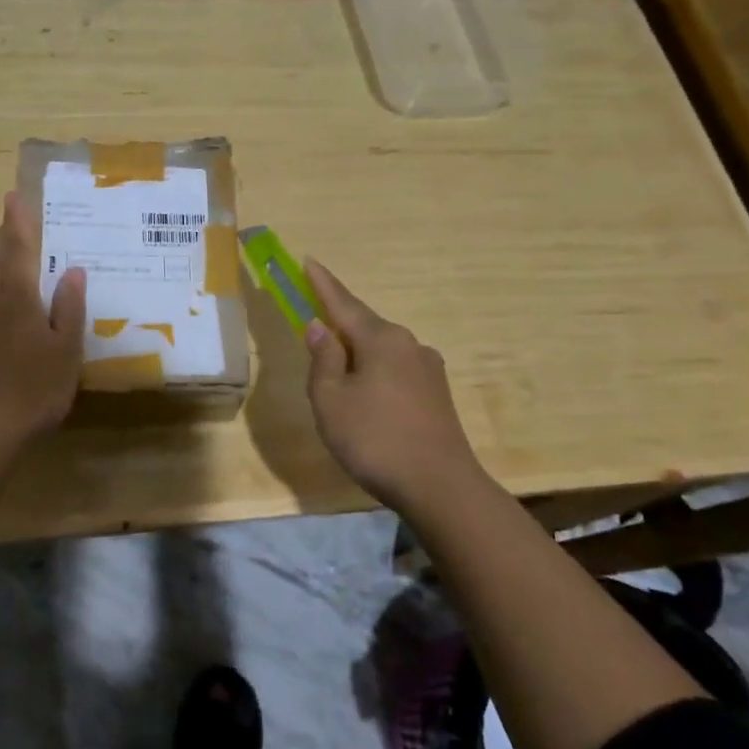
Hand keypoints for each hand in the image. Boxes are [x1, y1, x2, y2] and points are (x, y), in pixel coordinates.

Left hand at [0, 192, 86, 446]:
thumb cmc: (32, 387)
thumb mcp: (65, 349)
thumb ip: (69, 308)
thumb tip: (74, 271)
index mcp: (16, 296)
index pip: (16, 247)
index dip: (17, 221)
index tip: (14, 195)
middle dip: (6, 236)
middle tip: (16, 217)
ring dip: (0, 261)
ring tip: (16, 253)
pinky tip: (9, 302)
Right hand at [303, 259, 491, 509]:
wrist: (441, 487)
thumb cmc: (375, 440)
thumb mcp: (331, 400)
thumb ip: (323, 360)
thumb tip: (320, 328)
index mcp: (381, 339)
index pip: (342, 303)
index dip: (322, 284)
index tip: (308, 261)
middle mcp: (408, 344)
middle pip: (364, 326)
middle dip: (339, 325)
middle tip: (314, 330)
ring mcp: (428, 369)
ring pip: (381, 351)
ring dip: (357, 355)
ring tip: (337, 378)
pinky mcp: (437, 394)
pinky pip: (396, 371)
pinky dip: (374, 374)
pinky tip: (367, 399)